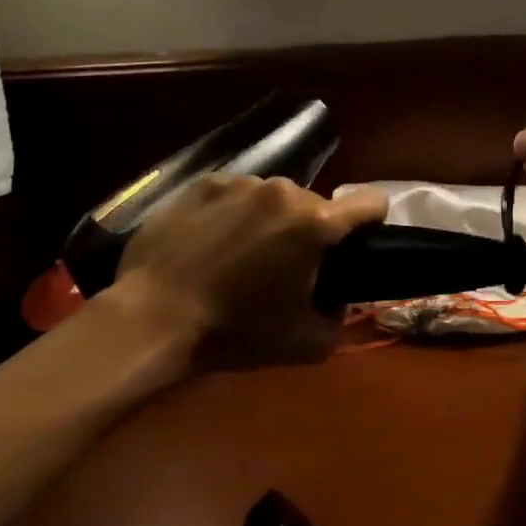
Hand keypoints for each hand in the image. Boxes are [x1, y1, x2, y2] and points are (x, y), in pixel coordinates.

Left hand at [109, 174, 388, 368]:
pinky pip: (237, 193)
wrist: (153, 318)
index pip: (371, 202)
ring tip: (242, 254)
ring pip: (275, 197)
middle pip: (316, 204)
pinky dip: (235, 213)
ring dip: (271, 220)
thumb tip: (338, 300)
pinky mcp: (203, 183)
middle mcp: (283, 190)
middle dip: (309, 231)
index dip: (372, 223)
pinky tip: (212, 242)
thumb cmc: (235, 331)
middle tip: (284, 267)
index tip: (355, 246)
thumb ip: (340, 317)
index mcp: (315, 223)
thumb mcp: (306, 343)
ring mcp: (240, 182)